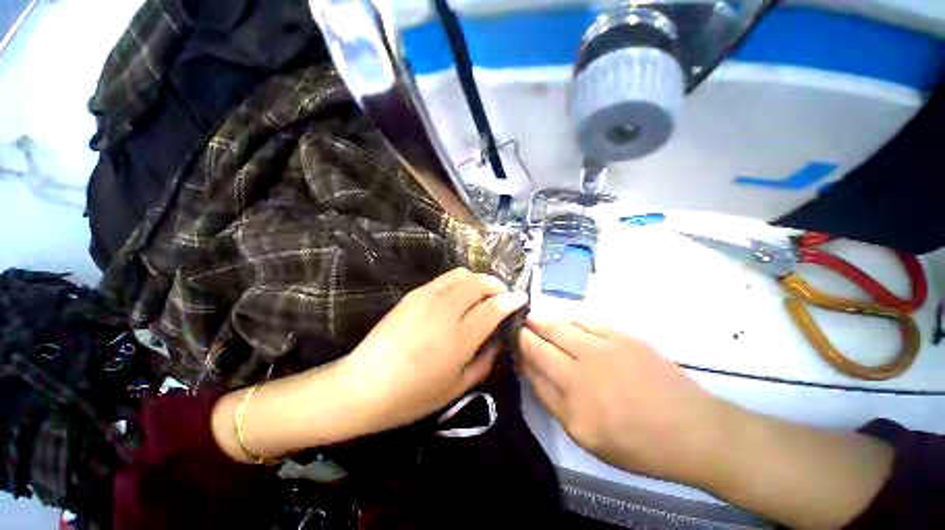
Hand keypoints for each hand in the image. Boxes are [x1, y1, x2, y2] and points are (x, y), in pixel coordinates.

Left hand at [337, 268, 527, 434]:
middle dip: (497, 285)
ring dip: (479, 280)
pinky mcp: (413, 294)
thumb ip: (486, 360)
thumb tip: (499, 339)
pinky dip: (460, 281)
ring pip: (462, 274)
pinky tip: (459, 296)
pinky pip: (444, 279)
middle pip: (479, 283)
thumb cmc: (413, 396)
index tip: (521, 298)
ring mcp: (426, 297)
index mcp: (459, 337)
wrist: (363, 385)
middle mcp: (445, 310)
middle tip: (502, 296)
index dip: (511, 299)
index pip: (493, 306)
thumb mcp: (458, 387)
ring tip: (483, 293)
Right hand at [518, 317, 729, 482]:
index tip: (511, 340)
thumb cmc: (635, 442)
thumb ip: (550, 399)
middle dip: (525, 329)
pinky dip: (567, 314)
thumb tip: (529, 368)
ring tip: (533, 316)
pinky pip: (584, 317)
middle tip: (518, 324)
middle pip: (542, 338)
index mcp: (572, 396)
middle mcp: (582, 366)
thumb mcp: (584, 434)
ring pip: (560, 323)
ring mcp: (603, 346)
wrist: (691, 429)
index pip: (532, 360)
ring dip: (542, 318)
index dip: (518, 347)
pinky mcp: (621, 334)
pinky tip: (561, 314)